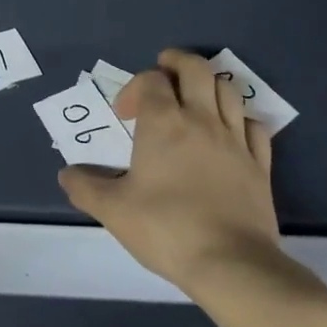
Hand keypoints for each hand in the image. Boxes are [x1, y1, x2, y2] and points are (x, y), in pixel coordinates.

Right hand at [59, 48, 282, 294]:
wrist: (232, 265)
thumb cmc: (166, 228)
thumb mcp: (113, 210)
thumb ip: (85, 187)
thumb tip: (66, 174)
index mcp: (163, 122)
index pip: (151, 80)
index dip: (135, 88)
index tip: (125, 115)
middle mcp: (201, 119)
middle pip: (196, 68)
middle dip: (177, 62)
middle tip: (164, 72)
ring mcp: (235, 140)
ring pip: (227, 90)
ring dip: (208, 85)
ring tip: (195, 98)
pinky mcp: (260, 165)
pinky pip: (254, 126)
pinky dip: (240, 119)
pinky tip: (230, 132)